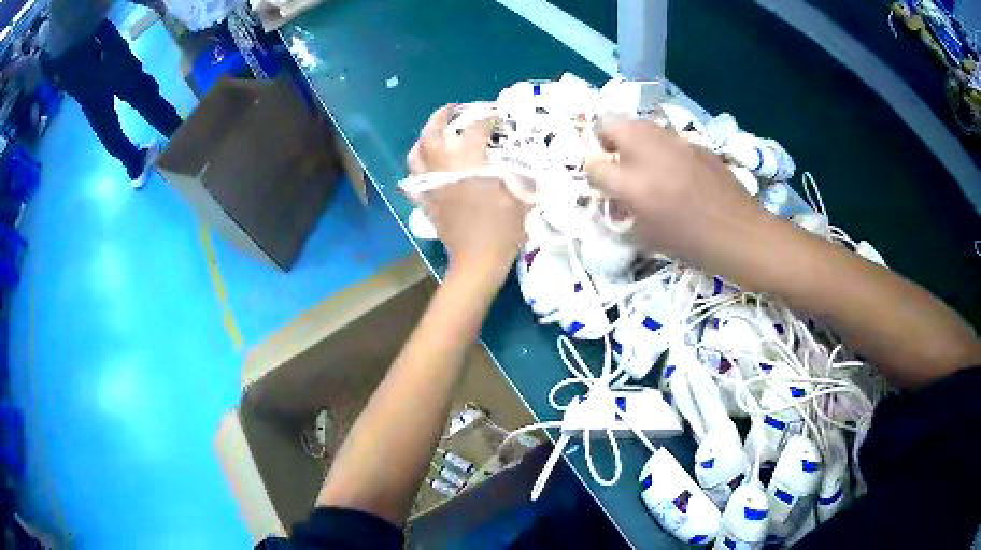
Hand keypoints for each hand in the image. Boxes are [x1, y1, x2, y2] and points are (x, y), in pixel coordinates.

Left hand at [406, 105, 526, 278]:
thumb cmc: (503, 229)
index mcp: (470, 163)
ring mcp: (431, 184)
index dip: (487, 116)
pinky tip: (426, 166)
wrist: (478, 260)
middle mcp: (445, 168)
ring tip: (434, 133)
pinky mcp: (426, 201)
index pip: (476, 128)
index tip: (495, 114)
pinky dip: (417, 168)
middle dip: (441, 117)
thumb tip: (516, 157)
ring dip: (423, 138)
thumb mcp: (519, 195)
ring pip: (416, 154)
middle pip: (433, 133)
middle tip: (452, 109)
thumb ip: (517, 172)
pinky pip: (413, 179)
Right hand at [586, 120, 766, 262]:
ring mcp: (674, 142)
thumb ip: (626, 210)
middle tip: (616, 159)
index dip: (593, 172)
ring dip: (633, 139)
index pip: (593, 164)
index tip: (602, 182)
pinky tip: (678, 169)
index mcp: (632, 184)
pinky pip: (667, 137)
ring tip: (646, 161)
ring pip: (640, 124)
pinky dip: (662, 147)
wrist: (739, 233)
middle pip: (611, 124)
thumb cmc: (692, 245)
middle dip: (606, 139)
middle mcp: (648, 153)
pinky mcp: (694, 142)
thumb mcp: (648, 236)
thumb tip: (618, 195)